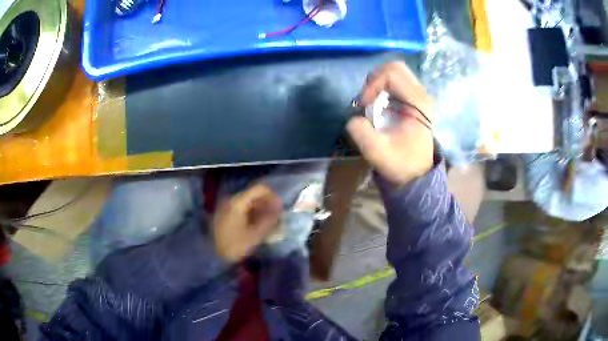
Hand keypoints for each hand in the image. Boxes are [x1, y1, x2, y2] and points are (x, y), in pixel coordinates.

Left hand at [212, 185, 282, 262]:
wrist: (211, 255)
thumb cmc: (234, 245)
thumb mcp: (255, 235)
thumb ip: (269, 221)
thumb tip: (278, 212)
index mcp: (238, 202)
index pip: (260, 189)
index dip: (273, 196)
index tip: (281, 209)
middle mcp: (231, 200)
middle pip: (254, 196)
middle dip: (267, 205)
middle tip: (277, 218)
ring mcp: (226, 207)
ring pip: (248, 203)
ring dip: (260, 211)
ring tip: (269, 225)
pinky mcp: (224, 215)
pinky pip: (242, 210)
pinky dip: (252, 215)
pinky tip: (257, 227)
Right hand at [347, 61, 434, 185]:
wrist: (417, 175)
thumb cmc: (401, 163)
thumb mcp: (377, 152)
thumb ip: (361, 132)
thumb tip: (354, 118)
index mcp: (418, 102)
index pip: (391, 74)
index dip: (372, 85)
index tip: (364, 105)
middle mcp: (422, 94)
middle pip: (395, 67)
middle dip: (375, 79)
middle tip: (366, 98)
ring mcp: (420, 96)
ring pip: (396, 73)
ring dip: (378, 83)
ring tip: (371, 102)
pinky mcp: (415, 101)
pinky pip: (397, 82)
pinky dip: (383, 88)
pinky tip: (379, 105)